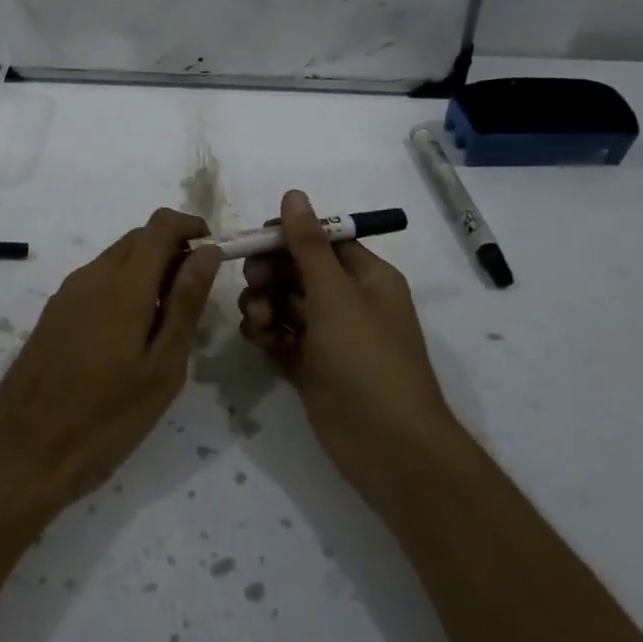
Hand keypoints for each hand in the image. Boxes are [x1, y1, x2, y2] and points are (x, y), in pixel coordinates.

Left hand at [0, 209, 221, 521]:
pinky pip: (96, 282)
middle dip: (172, 251)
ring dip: (147, 271)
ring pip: (116, 260)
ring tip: (165, 324)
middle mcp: (91, 276)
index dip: (192, 228)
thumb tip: (206, 252)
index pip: (161, 225)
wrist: (22, 453)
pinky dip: (122, 289)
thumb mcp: (162, 368)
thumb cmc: (105, 418)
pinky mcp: (52, 314)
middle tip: (194, 298)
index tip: (213, 256)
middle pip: (138, 238)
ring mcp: (66, 294)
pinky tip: (129, 336)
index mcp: (122, 284)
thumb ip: (185, 303)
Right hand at [238, 190, 454, 506]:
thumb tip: (293, 194)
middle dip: (270, 275)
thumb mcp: (335, 295)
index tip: (254, 244)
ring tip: (259, 323)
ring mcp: (329, 337)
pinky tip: (260, 341)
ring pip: (284, 304)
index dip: (286, 238)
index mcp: (366, 277)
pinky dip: (267, 334)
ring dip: (263, 305)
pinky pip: (281, 337)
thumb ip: (308, 245)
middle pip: (297, 271)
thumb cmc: (367, 360)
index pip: (321, 241)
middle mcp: (348, 302)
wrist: (388, 447)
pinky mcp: (311, 367)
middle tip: (254, 286)